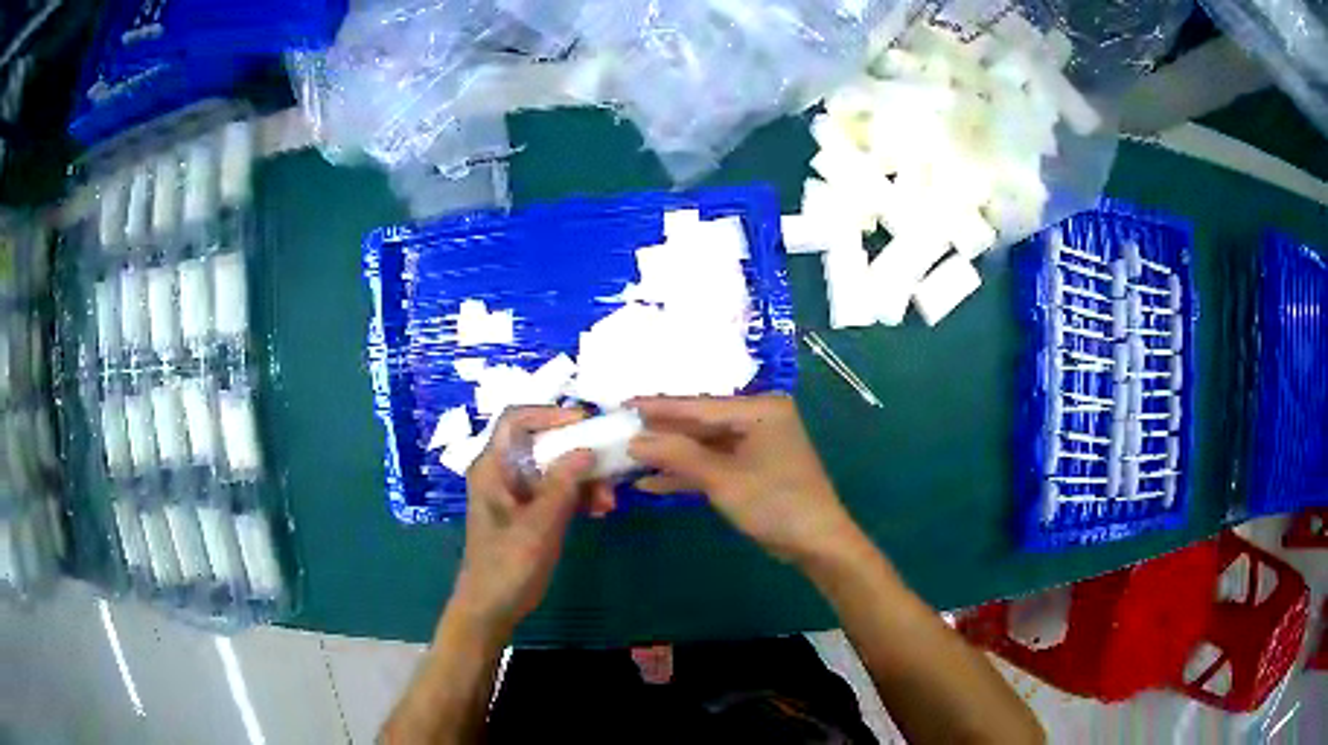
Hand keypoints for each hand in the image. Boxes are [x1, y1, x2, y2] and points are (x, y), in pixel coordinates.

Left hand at [450, 407, 615, 636]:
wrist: (492, 608)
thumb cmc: (507, 566)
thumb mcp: (539, 525)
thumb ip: (562, 485)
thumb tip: (586, 449)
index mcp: (492, 468)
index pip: (516, 420)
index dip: (549, 414)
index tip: (585, 423)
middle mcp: (502, 473)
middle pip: (541, 443)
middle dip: (577, 454)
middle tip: (608, 469)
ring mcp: (515, 493)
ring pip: (554, 468)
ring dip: (583, 480)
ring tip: (608, 503)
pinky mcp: (528, 512)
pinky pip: (556, 491)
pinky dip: (578, 497)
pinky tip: (599, 511)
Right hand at [628, 394, 862, 564]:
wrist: (816, 543)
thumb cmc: (775, 503)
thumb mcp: (723, 479)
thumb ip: (678, 456)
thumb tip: (634, 441)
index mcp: (759, 409)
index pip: (699, 405)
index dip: (658, 407)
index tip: (622, 404)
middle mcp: (758, 419)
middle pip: (699, 424)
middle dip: (661, 433)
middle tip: (620, 431)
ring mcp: (755, 444)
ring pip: (704, 446)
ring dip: (671, 456)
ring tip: (629, 458)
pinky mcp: (752, 468)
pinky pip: (714, 464)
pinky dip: (688, 474)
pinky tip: (653, 482)